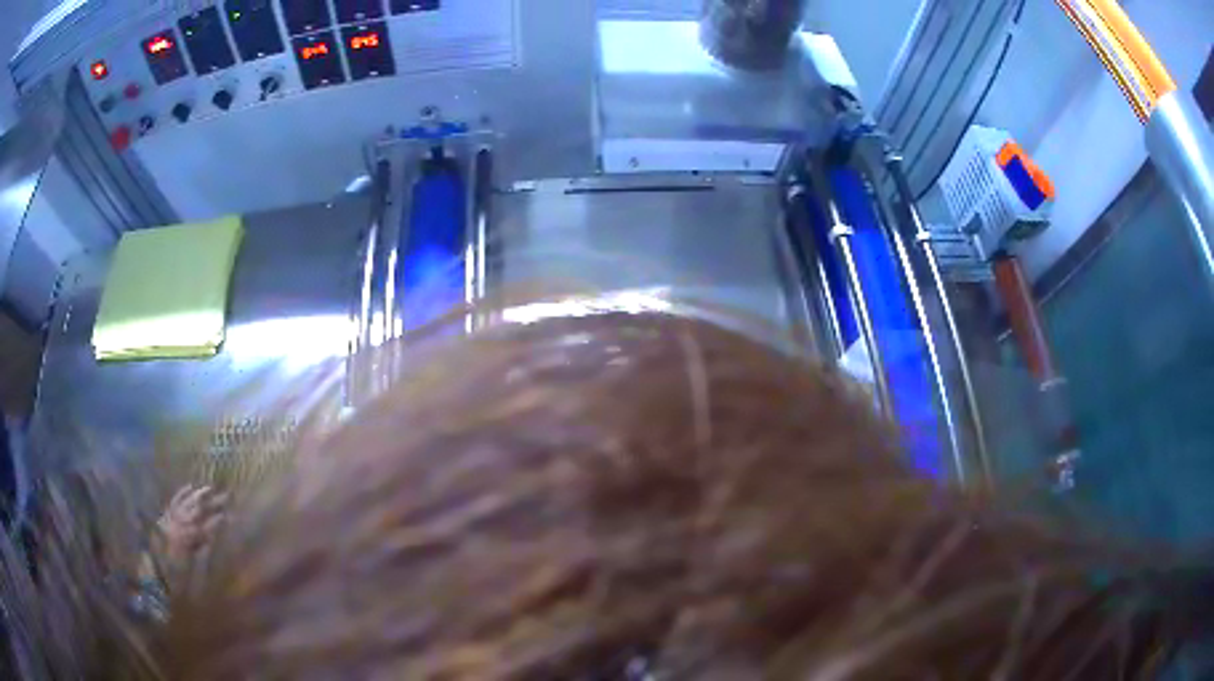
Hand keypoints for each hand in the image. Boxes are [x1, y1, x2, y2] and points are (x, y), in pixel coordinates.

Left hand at [158, 485, 225, 564]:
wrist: (154, 572)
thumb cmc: (176, 574)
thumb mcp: (190, 565)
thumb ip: (201, 548)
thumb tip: (214, 534)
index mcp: (188, 537)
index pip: (207, 525)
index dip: (219, 520)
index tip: (231, 515)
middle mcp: (180, 522)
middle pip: (198, 509)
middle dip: (213, 503)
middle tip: (226, 495)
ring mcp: (171, 517)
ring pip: (186, 501)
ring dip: (199, 495)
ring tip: (209, 488)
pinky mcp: (165, 516)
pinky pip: (174, 500)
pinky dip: (182, 493)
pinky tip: (189, 487)